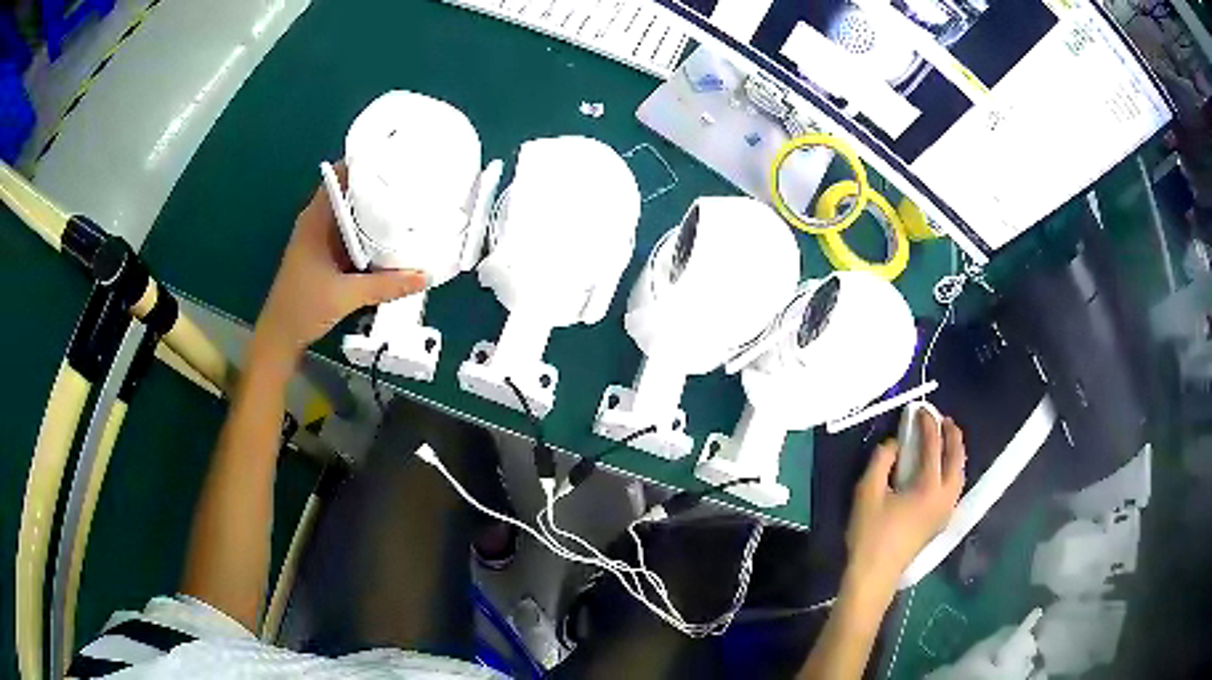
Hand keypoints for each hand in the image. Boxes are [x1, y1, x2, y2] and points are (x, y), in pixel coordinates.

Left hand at [254, 161, 427, 358]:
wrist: (280, 336)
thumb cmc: (304, 307)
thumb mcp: (347, 295)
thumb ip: (387, 285)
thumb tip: (427, 275)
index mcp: (316, 219)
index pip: (340, 175)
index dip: (365, 162)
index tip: (395, 156)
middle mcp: (317, 221)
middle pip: (349, 191)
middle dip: (376, 184)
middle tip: (410, 179)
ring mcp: (320, 238)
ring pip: (350, 213)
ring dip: (373, 209)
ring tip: (407, 201)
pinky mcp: (324, 254)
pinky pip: (349, 233)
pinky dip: (367, 231)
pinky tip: (390, 235)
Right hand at [843, 411, 965, 599]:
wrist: (874, 575)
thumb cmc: (870, 534)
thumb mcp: (867, 492)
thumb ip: (882, 460)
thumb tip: (896, 443)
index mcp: (929, 487)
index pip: (933, 447)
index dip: (928, 425)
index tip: (921, 409)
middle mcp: (945, 496)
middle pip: (957, 458)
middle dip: (952, 435)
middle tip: (943, 419)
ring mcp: (946, 511)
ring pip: (960, 474)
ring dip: (955, 453)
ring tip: (946, 439)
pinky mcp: (940, 521)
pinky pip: (955, 486)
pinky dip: (953, 470)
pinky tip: (943, 469)